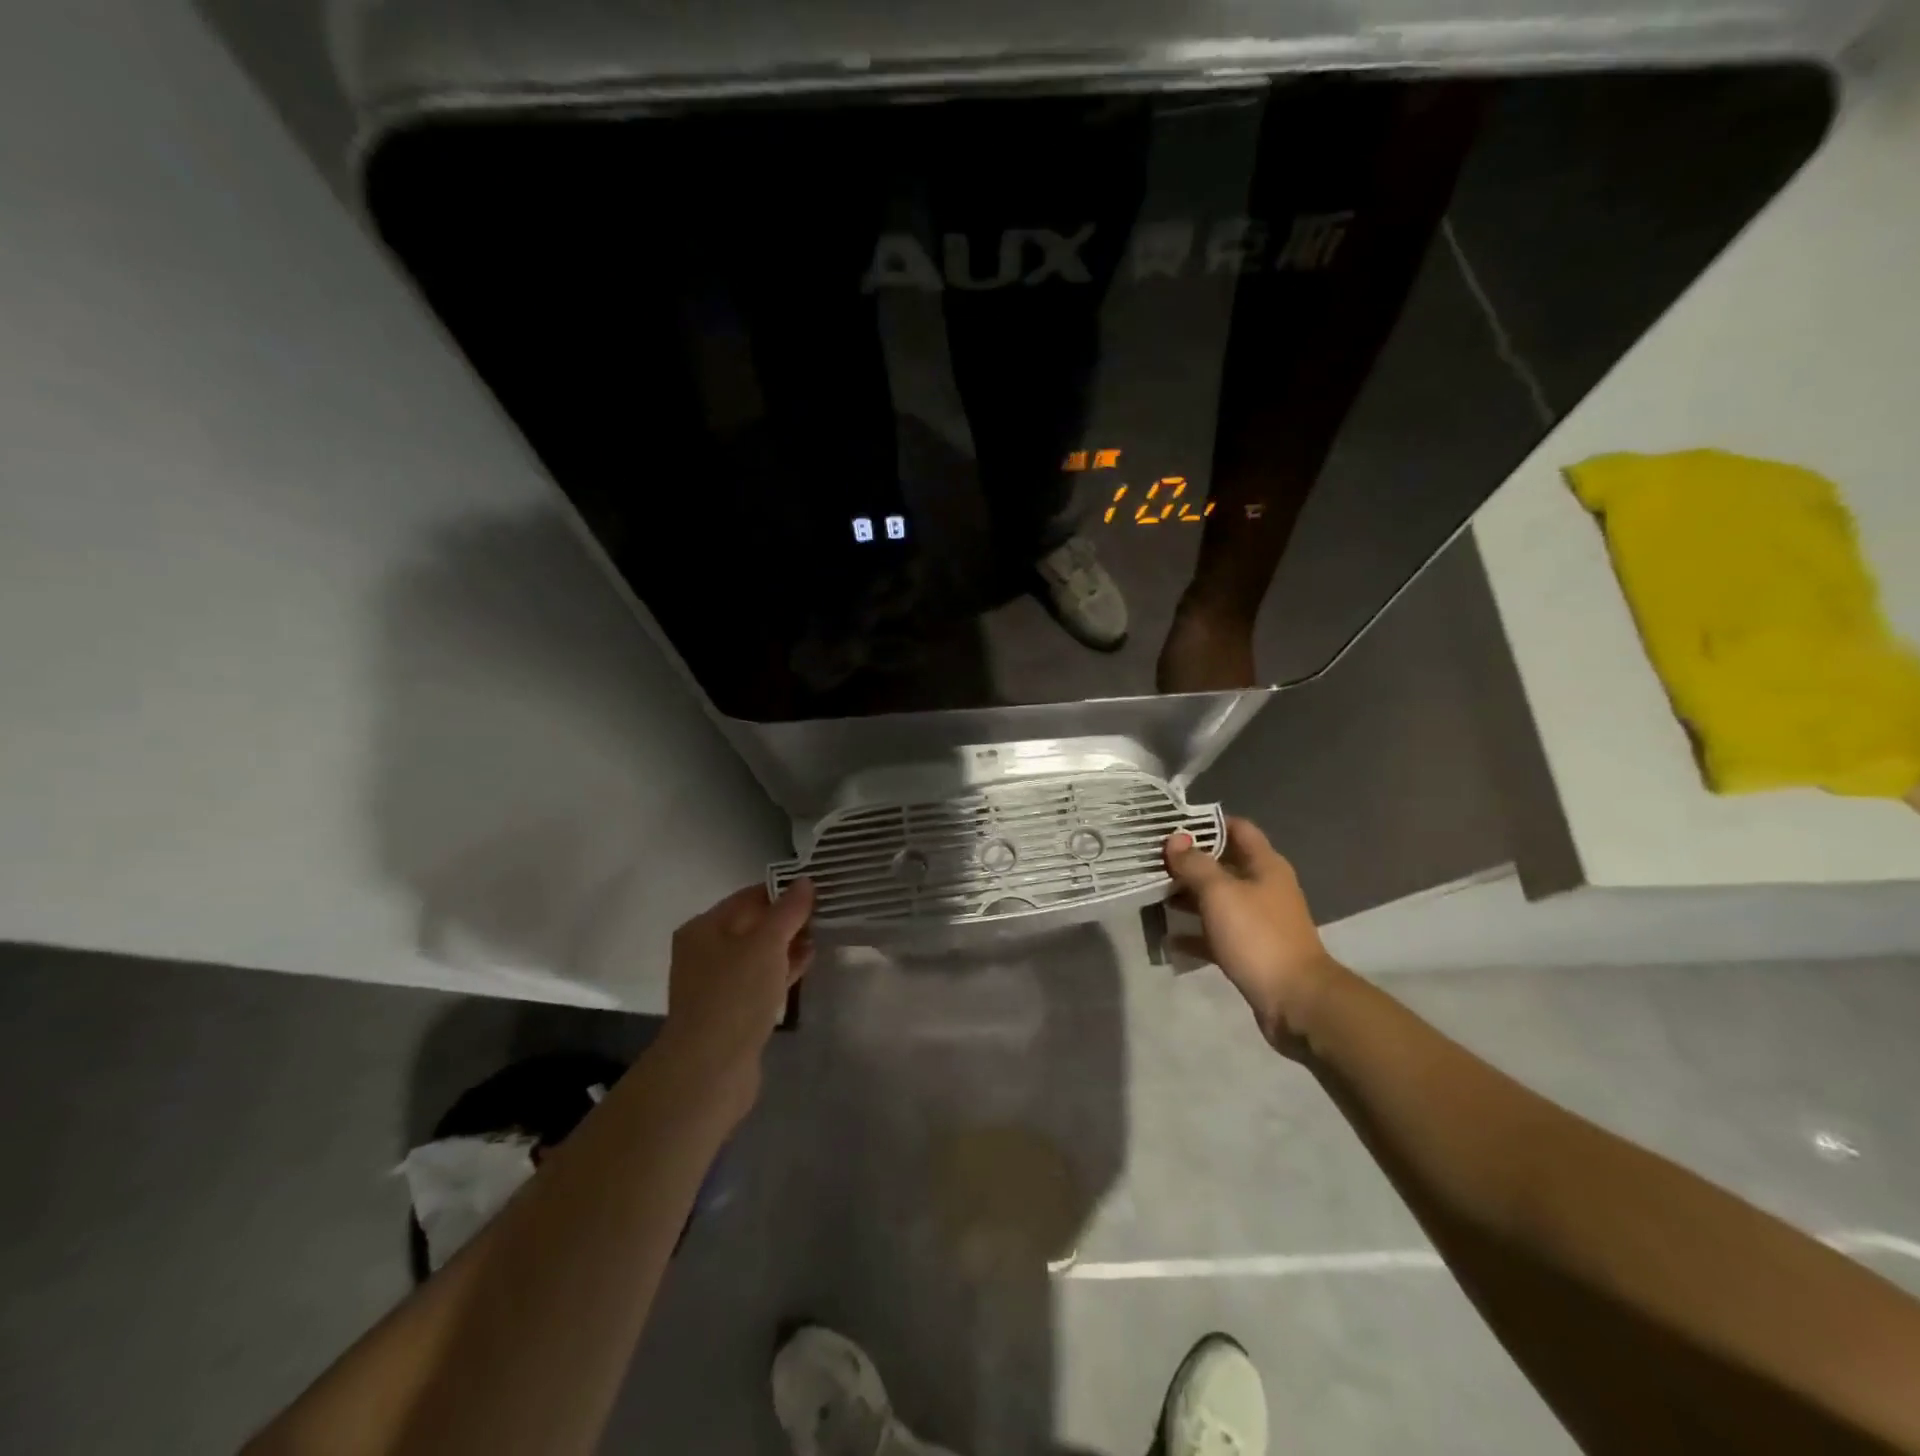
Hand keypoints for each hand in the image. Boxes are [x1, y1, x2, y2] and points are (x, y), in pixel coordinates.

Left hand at [661, 880, 814, 1110]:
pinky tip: (808, 963)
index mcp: (705, 927)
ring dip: (789, 945)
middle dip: (789, 919)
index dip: (784, 891)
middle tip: (827, 912)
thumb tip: (805, 881)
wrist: (709, 1069)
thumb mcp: (767, 944)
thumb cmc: (735, 994)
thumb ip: (788, 911)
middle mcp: (706, 951)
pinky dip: (783, 969)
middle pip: (754, 924)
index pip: (749, 896)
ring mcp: (718, 983)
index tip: (820, 889)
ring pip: (760, 954)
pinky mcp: (732, 1011)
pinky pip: (762, 979)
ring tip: (824, 935)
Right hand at [1164, 818, 1345, 1051]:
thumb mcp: (1220, 893)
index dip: (1207, 824)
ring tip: (1154, 897)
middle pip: (1223, 865)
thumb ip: (1195, 864)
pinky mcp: (1251, 950)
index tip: (1172, 826)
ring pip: (1218, 900)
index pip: (1237, 829)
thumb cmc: (1258, 936)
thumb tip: (1175, 839)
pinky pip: (1217, 934)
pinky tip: (1169, 939)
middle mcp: (1264, 888)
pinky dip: (1195, 934)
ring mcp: (1258, 921)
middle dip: (1189, 863)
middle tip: (1153, 862)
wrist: (1296, 1000)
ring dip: (1188, 898)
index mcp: (1265, 866)